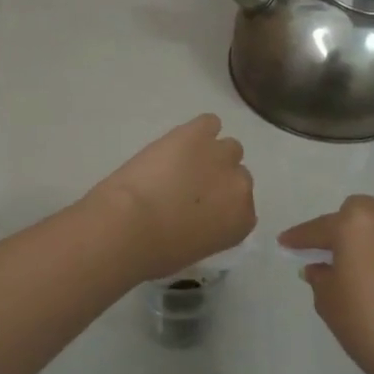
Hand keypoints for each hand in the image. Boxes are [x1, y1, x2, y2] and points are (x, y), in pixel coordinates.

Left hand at [85, 114, 256, 282]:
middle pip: (238, 174)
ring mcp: (221, 155)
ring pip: (228, 147)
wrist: (130, 224)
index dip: (221, 204)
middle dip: (217, 179)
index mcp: (241, 220)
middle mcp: (240, 186)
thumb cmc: (156, 251)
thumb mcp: (193, 250)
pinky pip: (209, 122)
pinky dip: (197, 130)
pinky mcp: (197, 133)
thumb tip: (196, 218)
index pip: (243, 206)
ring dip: (209, 154)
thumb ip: (207, 230)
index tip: (202, 208)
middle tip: (189, 187)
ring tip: (183, 162)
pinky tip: (180, 141)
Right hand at [280, 196, 373, 373]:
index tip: (287, 243)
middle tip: (338, 253)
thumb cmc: (367, 325)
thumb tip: (320, 266)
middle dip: (346, 228)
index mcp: (354, 223)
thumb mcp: (328, 301)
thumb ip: (320, 275)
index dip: (300, 238)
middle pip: (360, 213)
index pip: (319, 228)